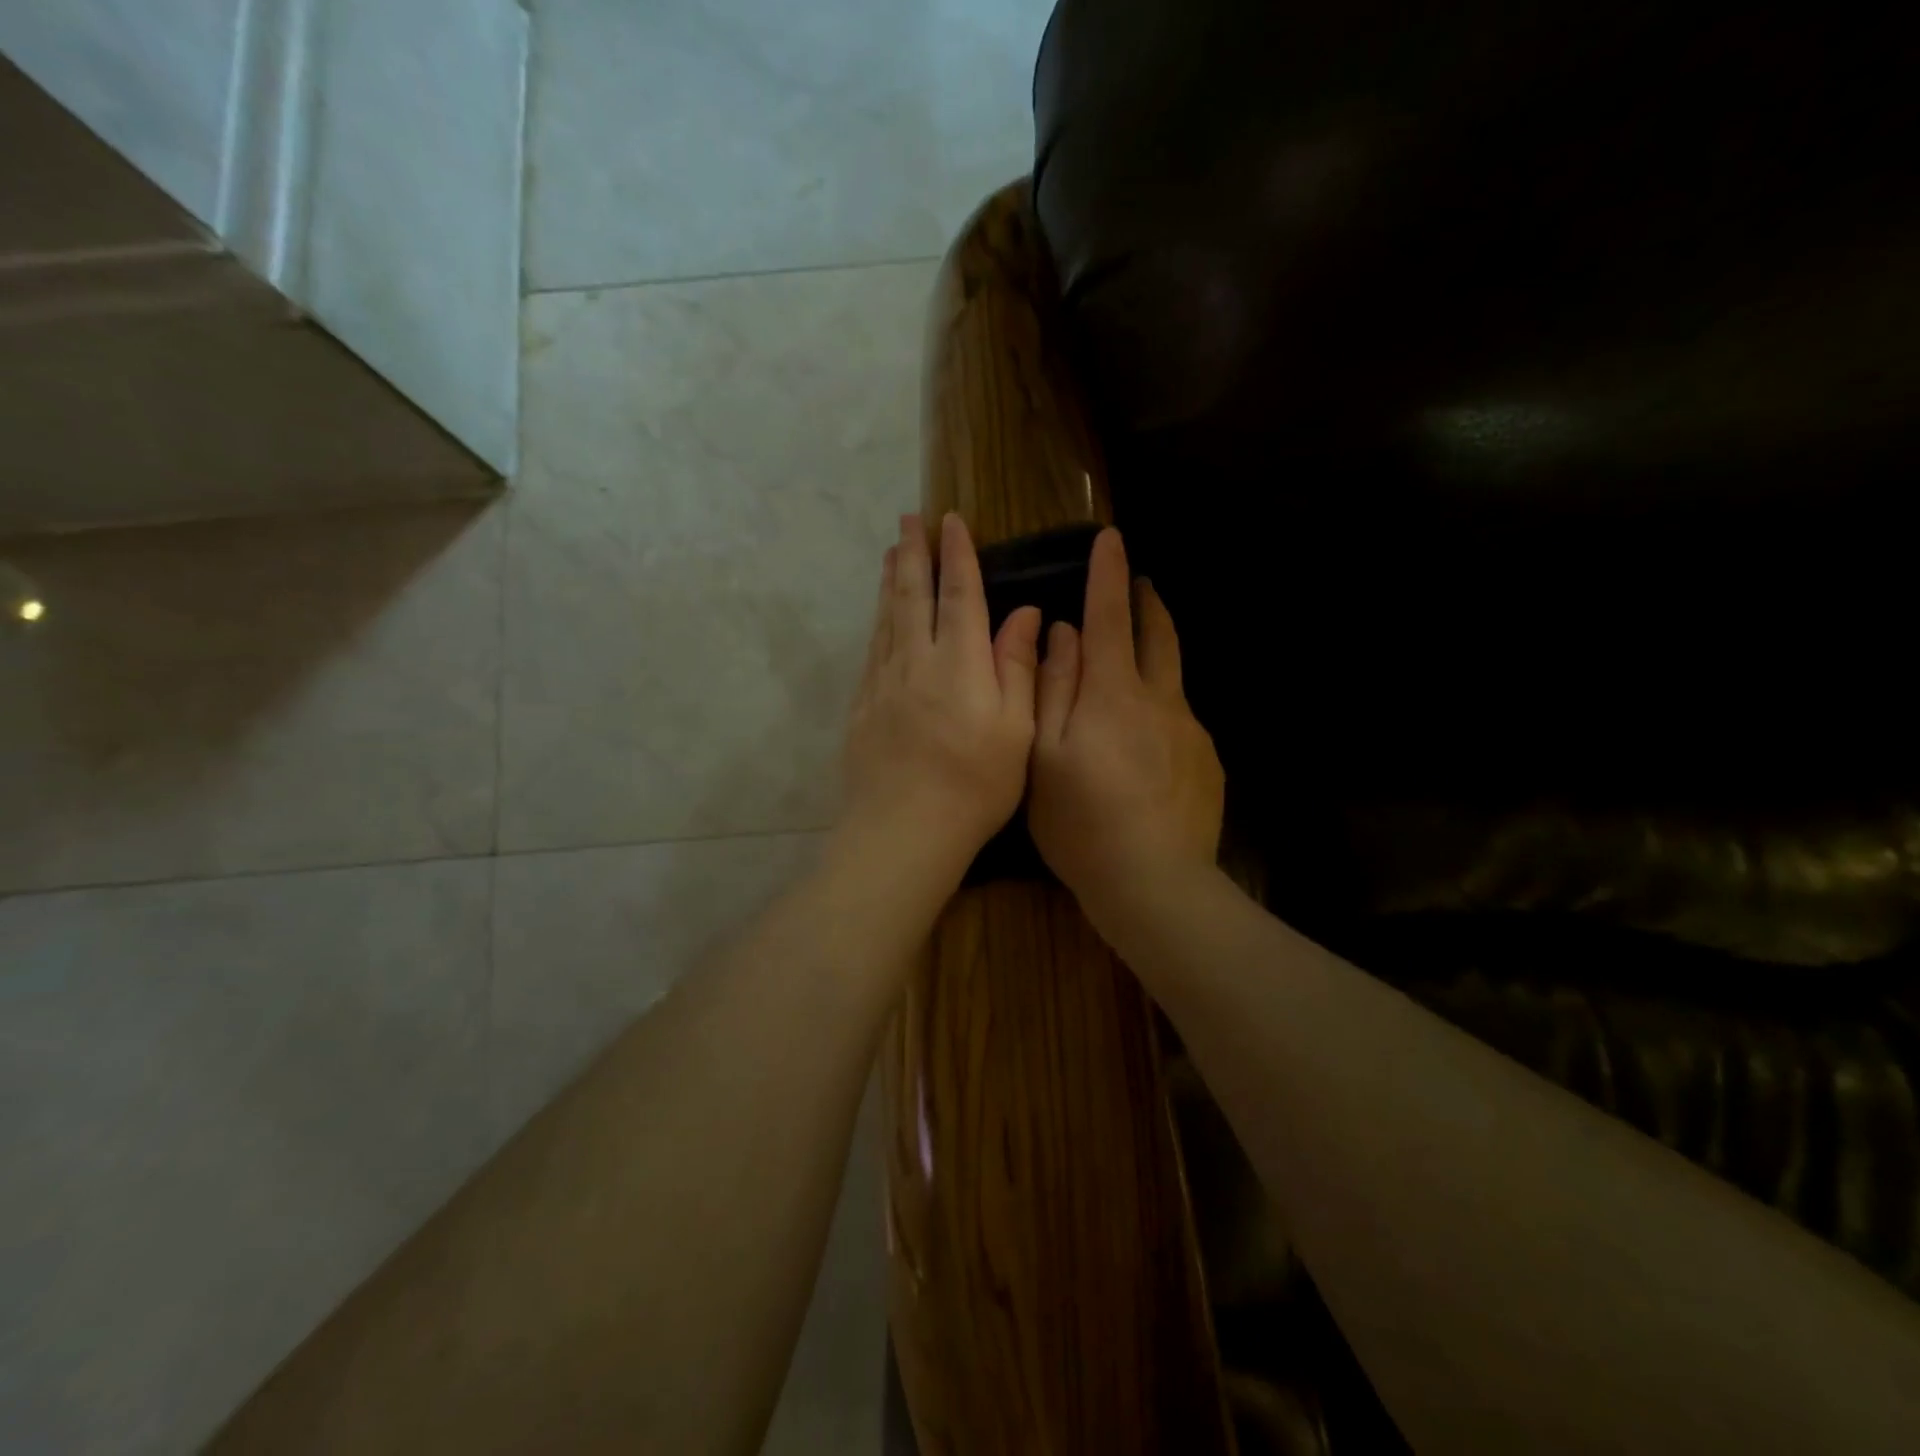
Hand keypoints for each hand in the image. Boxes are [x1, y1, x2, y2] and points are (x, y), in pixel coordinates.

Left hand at [835, 512, 1042, 906]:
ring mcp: (883, 684)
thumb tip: (1024, 613)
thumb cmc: (975, 785)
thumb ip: (1018, 667)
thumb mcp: (1016, 729)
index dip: (957, 556)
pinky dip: (876, 623)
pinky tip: (878, 618)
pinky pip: (871, 651)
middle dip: (912, 554)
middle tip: (907, 519)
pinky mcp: (863, 707)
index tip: (951, 522)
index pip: (959, 595)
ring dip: (889, 581)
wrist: (903, 830)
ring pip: (886, 619)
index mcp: (959, 664)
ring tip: (889, 552)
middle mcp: (916, 662)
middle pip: (912, 596)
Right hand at [1028, 527, 1224, 930]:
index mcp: (1114, 693)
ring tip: (1144, 647)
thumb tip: (1064, 634)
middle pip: (1158, 635)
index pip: (1110, 617)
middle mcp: (1160, 700)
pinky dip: (1163, 705)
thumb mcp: (1045, 754)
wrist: (1155, 883)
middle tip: (1139, 581)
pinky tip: (1149, 737)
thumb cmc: (1082, 821)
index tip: (1111, 537)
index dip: (1108, 575)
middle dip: (1146, 602)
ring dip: (1159, 649)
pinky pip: (1182, 718)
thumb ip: (1052, 688)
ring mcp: (1191, 732)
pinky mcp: (1208, 763)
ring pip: (1174, 676)